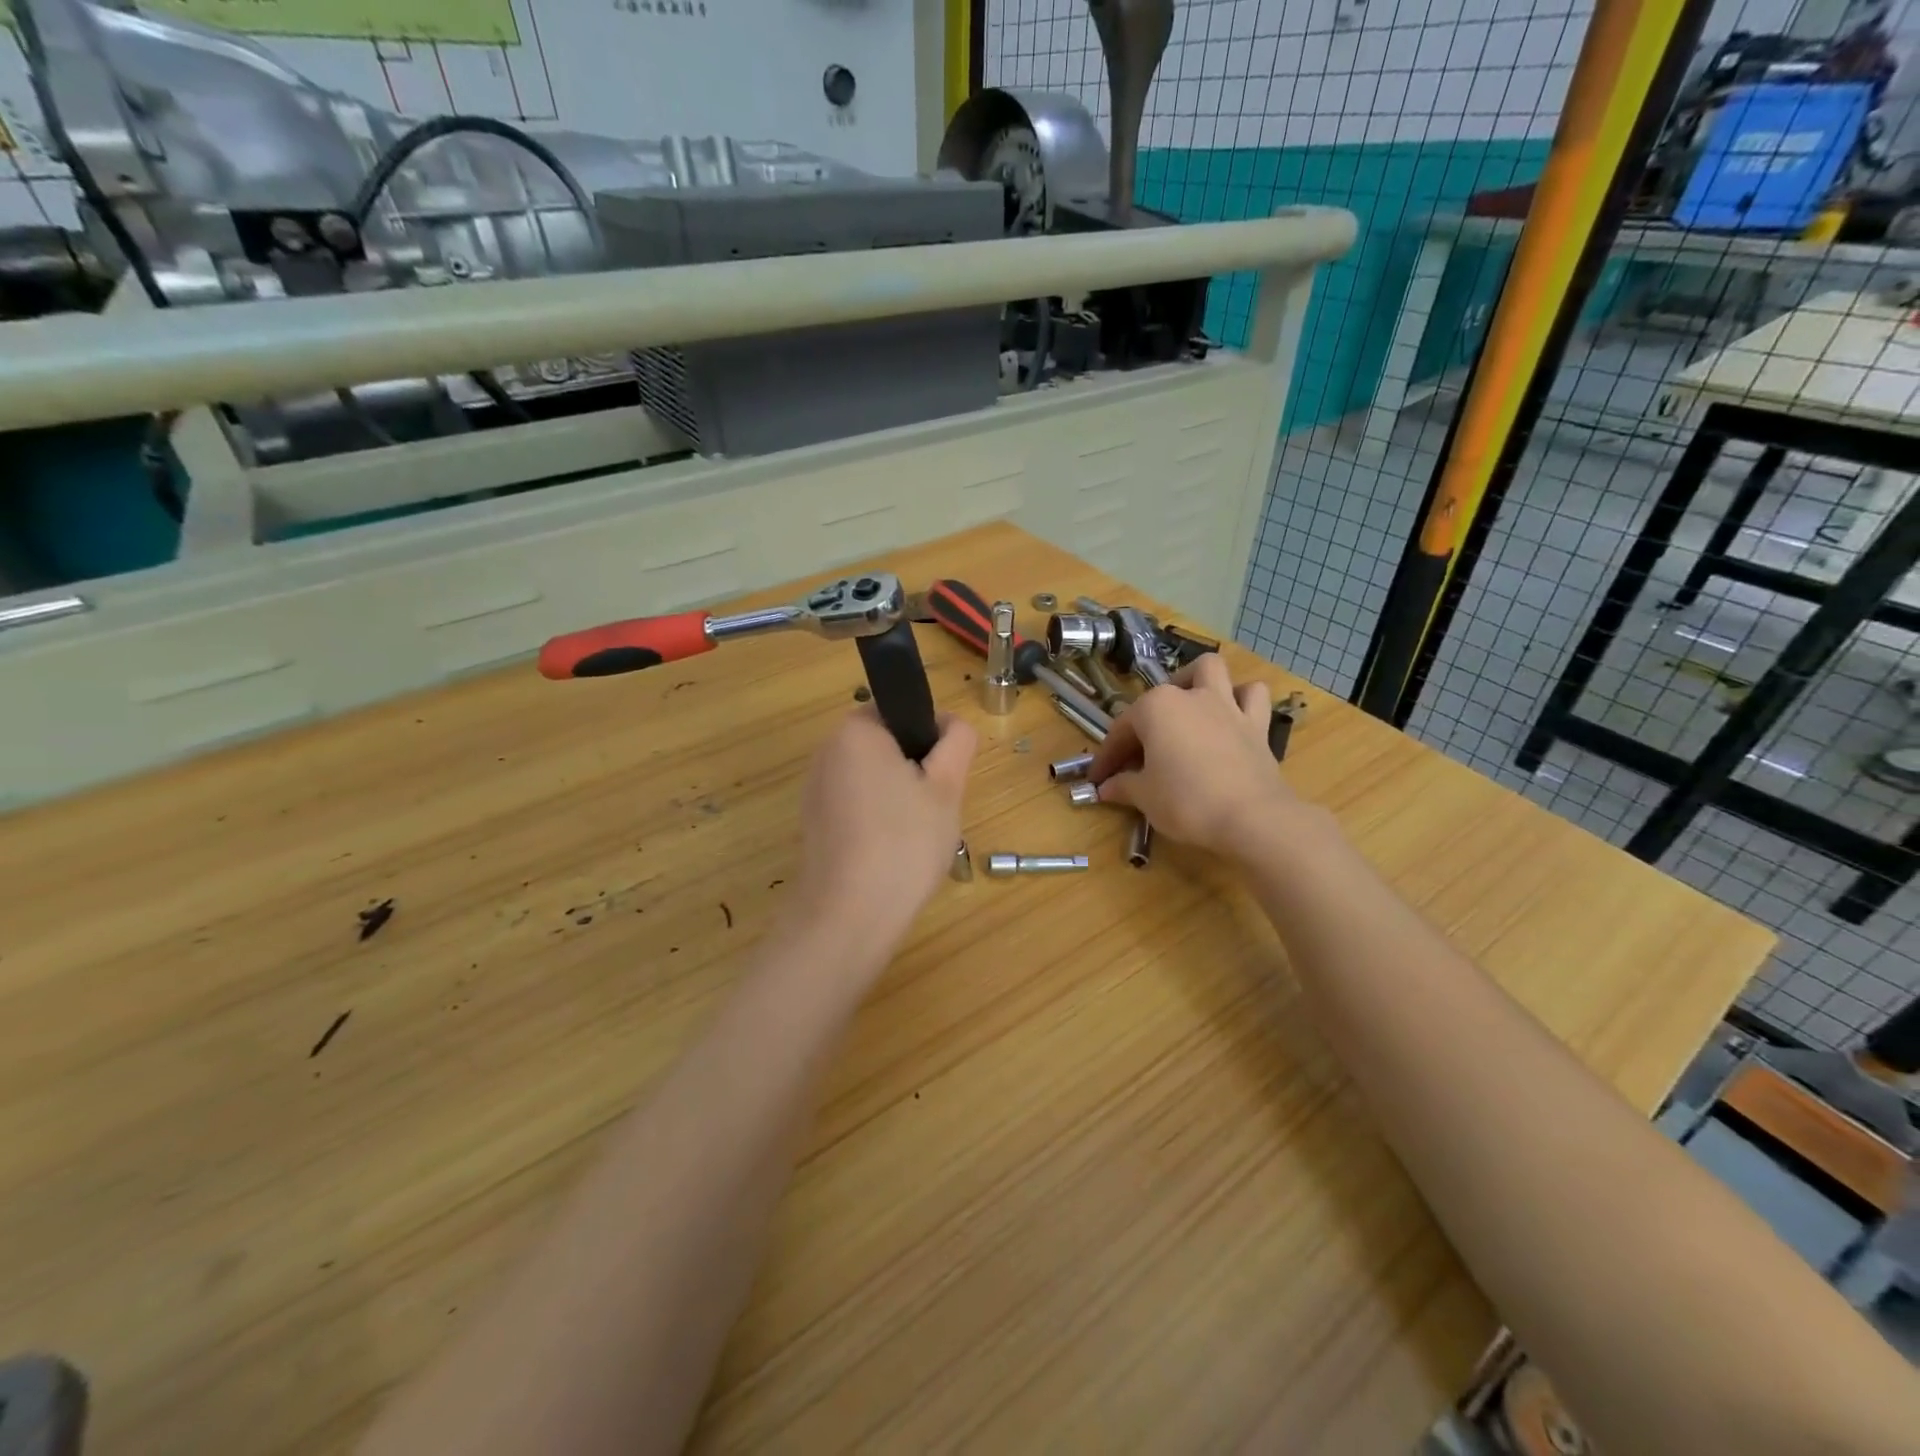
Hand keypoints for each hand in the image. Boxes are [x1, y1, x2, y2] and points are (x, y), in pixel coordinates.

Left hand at [793, 707, 976, 953]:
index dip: (931, 738)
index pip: (901, 711)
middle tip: (935, 809)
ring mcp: (815, 790)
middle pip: (887, 746)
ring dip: (900, 798)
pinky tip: (892, 854)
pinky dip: (878, 820)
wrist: (849, 916)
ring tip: (915, 837)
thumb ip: (957, 742)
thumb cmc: (904, 842)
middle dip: (916, 771)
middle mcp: (827, 752)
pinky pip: (857, 806)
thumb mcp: (948, 787)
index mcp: (855, 731)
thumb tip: (951, 723)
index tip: (944, 776)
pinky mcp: (814, 824)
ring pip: (874, 779)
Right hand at [1091, 655, 1301, 857]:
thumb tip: (1106, 787)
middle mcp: (1189, 696)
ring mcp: (1226, 705)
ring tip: (1187, 707)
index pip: (1121, 730)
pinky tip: (1231, 716)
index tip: (1099, 779)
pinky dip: (1241, 699)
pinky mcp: (1256, 724)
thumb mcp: (1145, 797)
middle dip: (1145, 722)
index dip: (1107, 757)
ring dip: (1197, 682)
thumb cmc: (1187, 802)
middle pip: (1159, 699)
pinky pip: (1252, 697)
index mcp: (1155, 708)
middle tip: (1140, 755)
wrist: (1251, 818)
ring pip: (1211, 671)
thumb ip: (1123, 786)